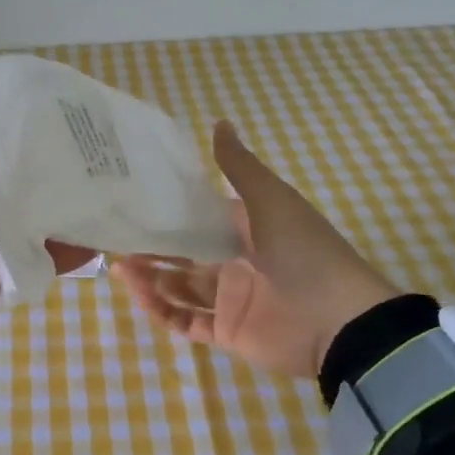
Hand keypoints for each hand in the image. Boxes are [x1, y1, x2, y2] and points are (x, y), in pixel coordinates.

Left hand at [0, 144, 92, 368]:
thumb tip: (23, 158)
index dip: (25, 135)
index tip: (72, 126)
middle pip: (9, 183)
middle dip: (50, 178)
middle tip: (105, 168)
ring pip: (19, 224)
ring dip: (56, 219)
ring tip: (106, 208)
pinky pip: (17, 264)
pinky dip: (48, 259)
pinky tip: (87, 249)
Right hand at [113, 121, 402, 377]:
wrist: (338, 320)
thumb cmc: (303, 251)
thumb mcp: (271, 200)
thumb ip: (239, 167)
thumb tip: (219, 122)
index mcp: (246, 229)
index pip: (198, 219)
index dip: (167, 212)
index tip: (132, 204)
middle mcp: (235, 262)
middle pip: (183, 255)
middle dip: (151, 249)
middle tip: (115, 240)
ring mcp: (230, 299)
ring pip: (178, 287)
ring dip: (150, 278)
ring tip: (120, 268)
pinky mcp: (227, 332)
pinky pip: (186, 321)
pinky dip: (162, 310)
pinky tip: (140, 296)